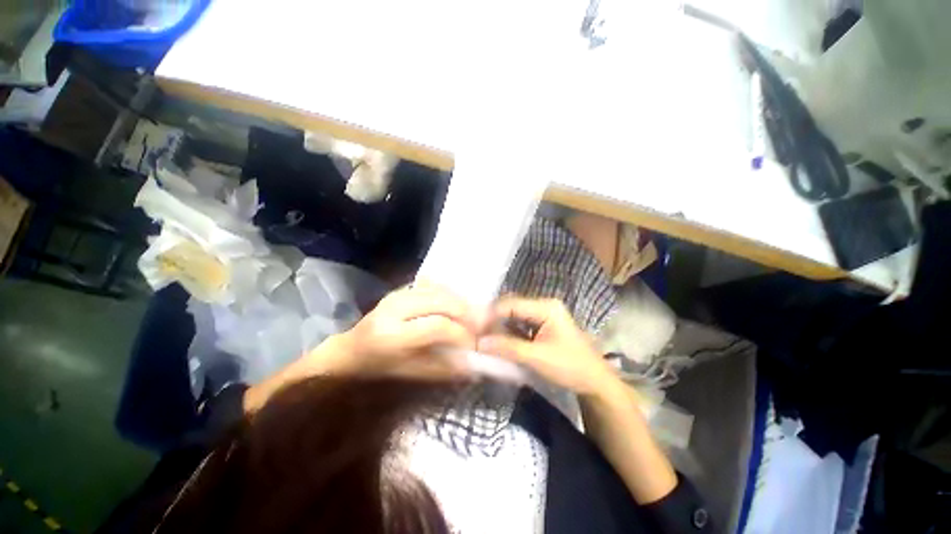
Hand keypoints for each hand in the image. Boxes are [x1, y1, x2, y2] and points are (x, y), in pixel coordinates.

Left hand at [302, 281, 482, 379]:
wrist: (350, 350)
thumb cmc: (377, 368)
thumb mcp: (409, 375)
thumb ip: (442, 369)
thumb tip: (473, 365)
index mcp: (393, 335)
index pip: (436, 326)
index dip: (460, 333)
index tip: (474, 344)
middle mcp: (395, 308)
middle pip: (440, 301)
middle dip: (464, 312)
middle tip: (478, 325)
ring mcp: (397, 294)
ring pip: (438, 289)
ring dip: (458, 300)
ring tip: (470, 315)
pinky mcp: (400, 289)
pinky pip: (431, 285)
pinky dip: (447, 293)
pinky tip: (455, 304)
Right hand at [477, 296, 616, 395]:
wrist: (595, 382)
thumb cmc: (570, 367)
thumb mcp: (537, 357)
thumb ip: (508, 348)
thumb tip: (479, 342)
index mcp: (546, 307)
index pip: (512, 304)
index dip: (492, 315)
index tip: (476, 329)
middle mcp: (544, 305)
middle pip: (512, 307)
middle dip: (495, 320)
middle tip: (478, 333)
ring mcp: (544, 315)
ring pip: (515, 316)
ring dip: (501, 326)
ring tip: (485, 337)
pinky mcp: (543, 326)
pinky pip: (521, 324)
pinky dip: (509, 332)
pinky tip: (499, 340)